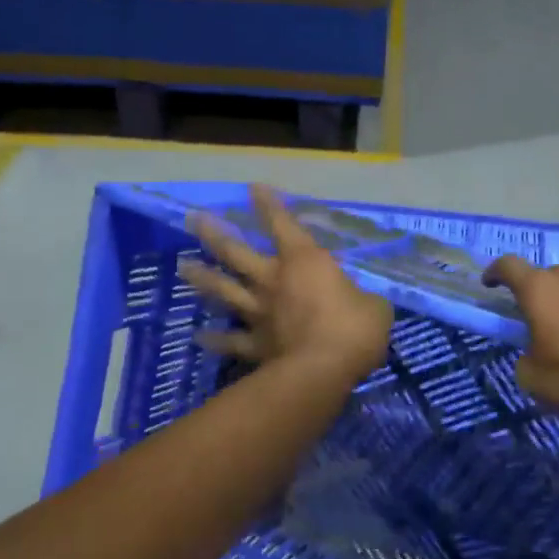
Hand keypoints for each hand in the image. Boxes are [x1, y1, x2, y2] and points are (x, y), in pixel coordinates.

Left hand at [182, 185, 393, 384]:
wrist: (322, 370)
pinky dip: (215, 339)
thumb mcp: (374, 307)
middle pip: (236, 253)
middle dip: (215, 234)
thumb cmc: (354, 329)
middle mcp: (274, 281)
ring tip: (183, 267)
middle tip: (193, 220)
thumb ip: (363, 299)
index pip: (283, 224)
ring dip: (203, 279)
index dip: (269, 205)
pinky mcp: (255, 345)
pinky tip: (198, 337)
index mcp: (305, 262)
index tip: (253, 188)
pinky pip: (230, 340)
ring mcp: (260, 312)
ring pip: (224, 291)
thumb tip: (362, 304)